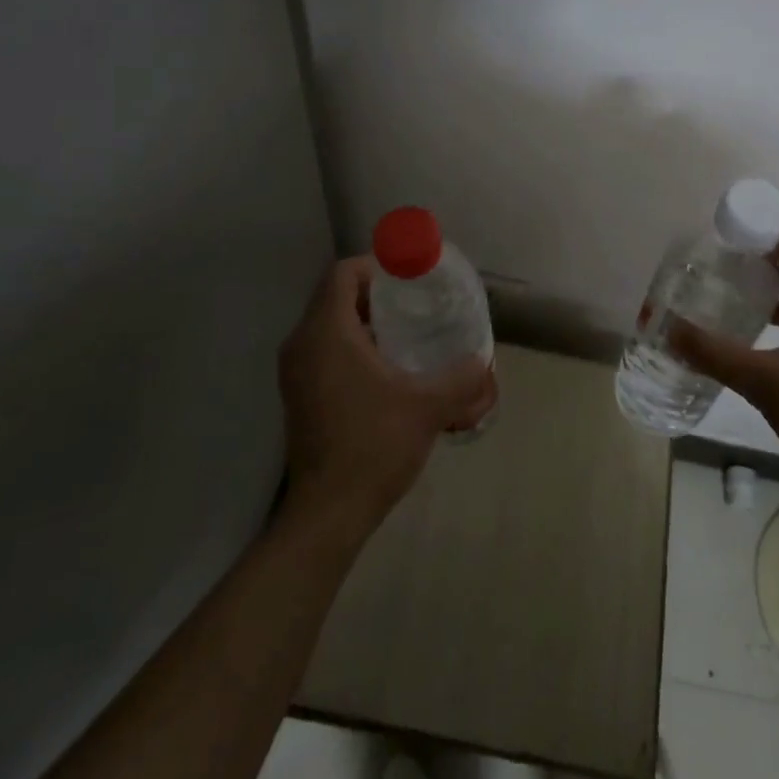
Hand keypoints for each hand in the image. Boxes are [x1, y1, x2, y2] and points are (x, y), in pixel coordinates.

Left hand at [278, 257, 495, 537]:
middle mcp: (302, 343)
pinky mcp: (298, 394)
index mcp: (326, 333)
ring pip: (329, 324)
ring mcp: (295, 371)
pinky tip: (386, 368)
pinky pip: (324, 349)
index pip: (343, 273)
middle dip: (375, 293)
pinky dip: (351, 345)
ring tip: (406, 334)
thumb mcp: (428, 406)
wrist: (328, 513)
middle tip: (415, 303)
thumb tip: (484, 362)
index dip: (376, 265)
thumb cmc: (374, 445)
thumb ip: (462, 378)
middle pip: (336, 296)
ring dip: (364, 321)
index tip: (409, 277)